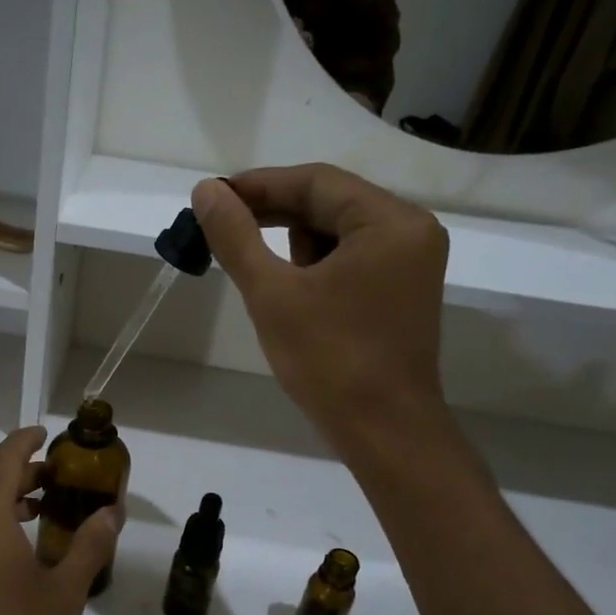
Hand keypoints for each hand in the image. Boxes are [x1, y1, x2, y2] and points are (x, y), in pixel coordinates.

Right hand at [191, 165, 450, 451]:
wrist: (385, 433)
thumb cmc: (330, 361)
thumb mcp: (273, 294)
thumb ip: (236, 237)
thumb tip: (204, 191)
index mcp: (390, 222)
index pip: (316, 181)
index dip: (258, 185)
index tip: (211, 197)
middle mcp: (410, 231)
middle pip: (330, 202)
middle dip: (273, 214)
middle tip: (220, 227)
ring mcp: (410, 263)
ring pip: (339, 232)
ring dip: (293, 242)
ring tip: (257, 269)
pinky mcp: (402, 292)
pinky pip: (352, 259)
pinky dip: (316, 266)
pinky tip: (289, 290)